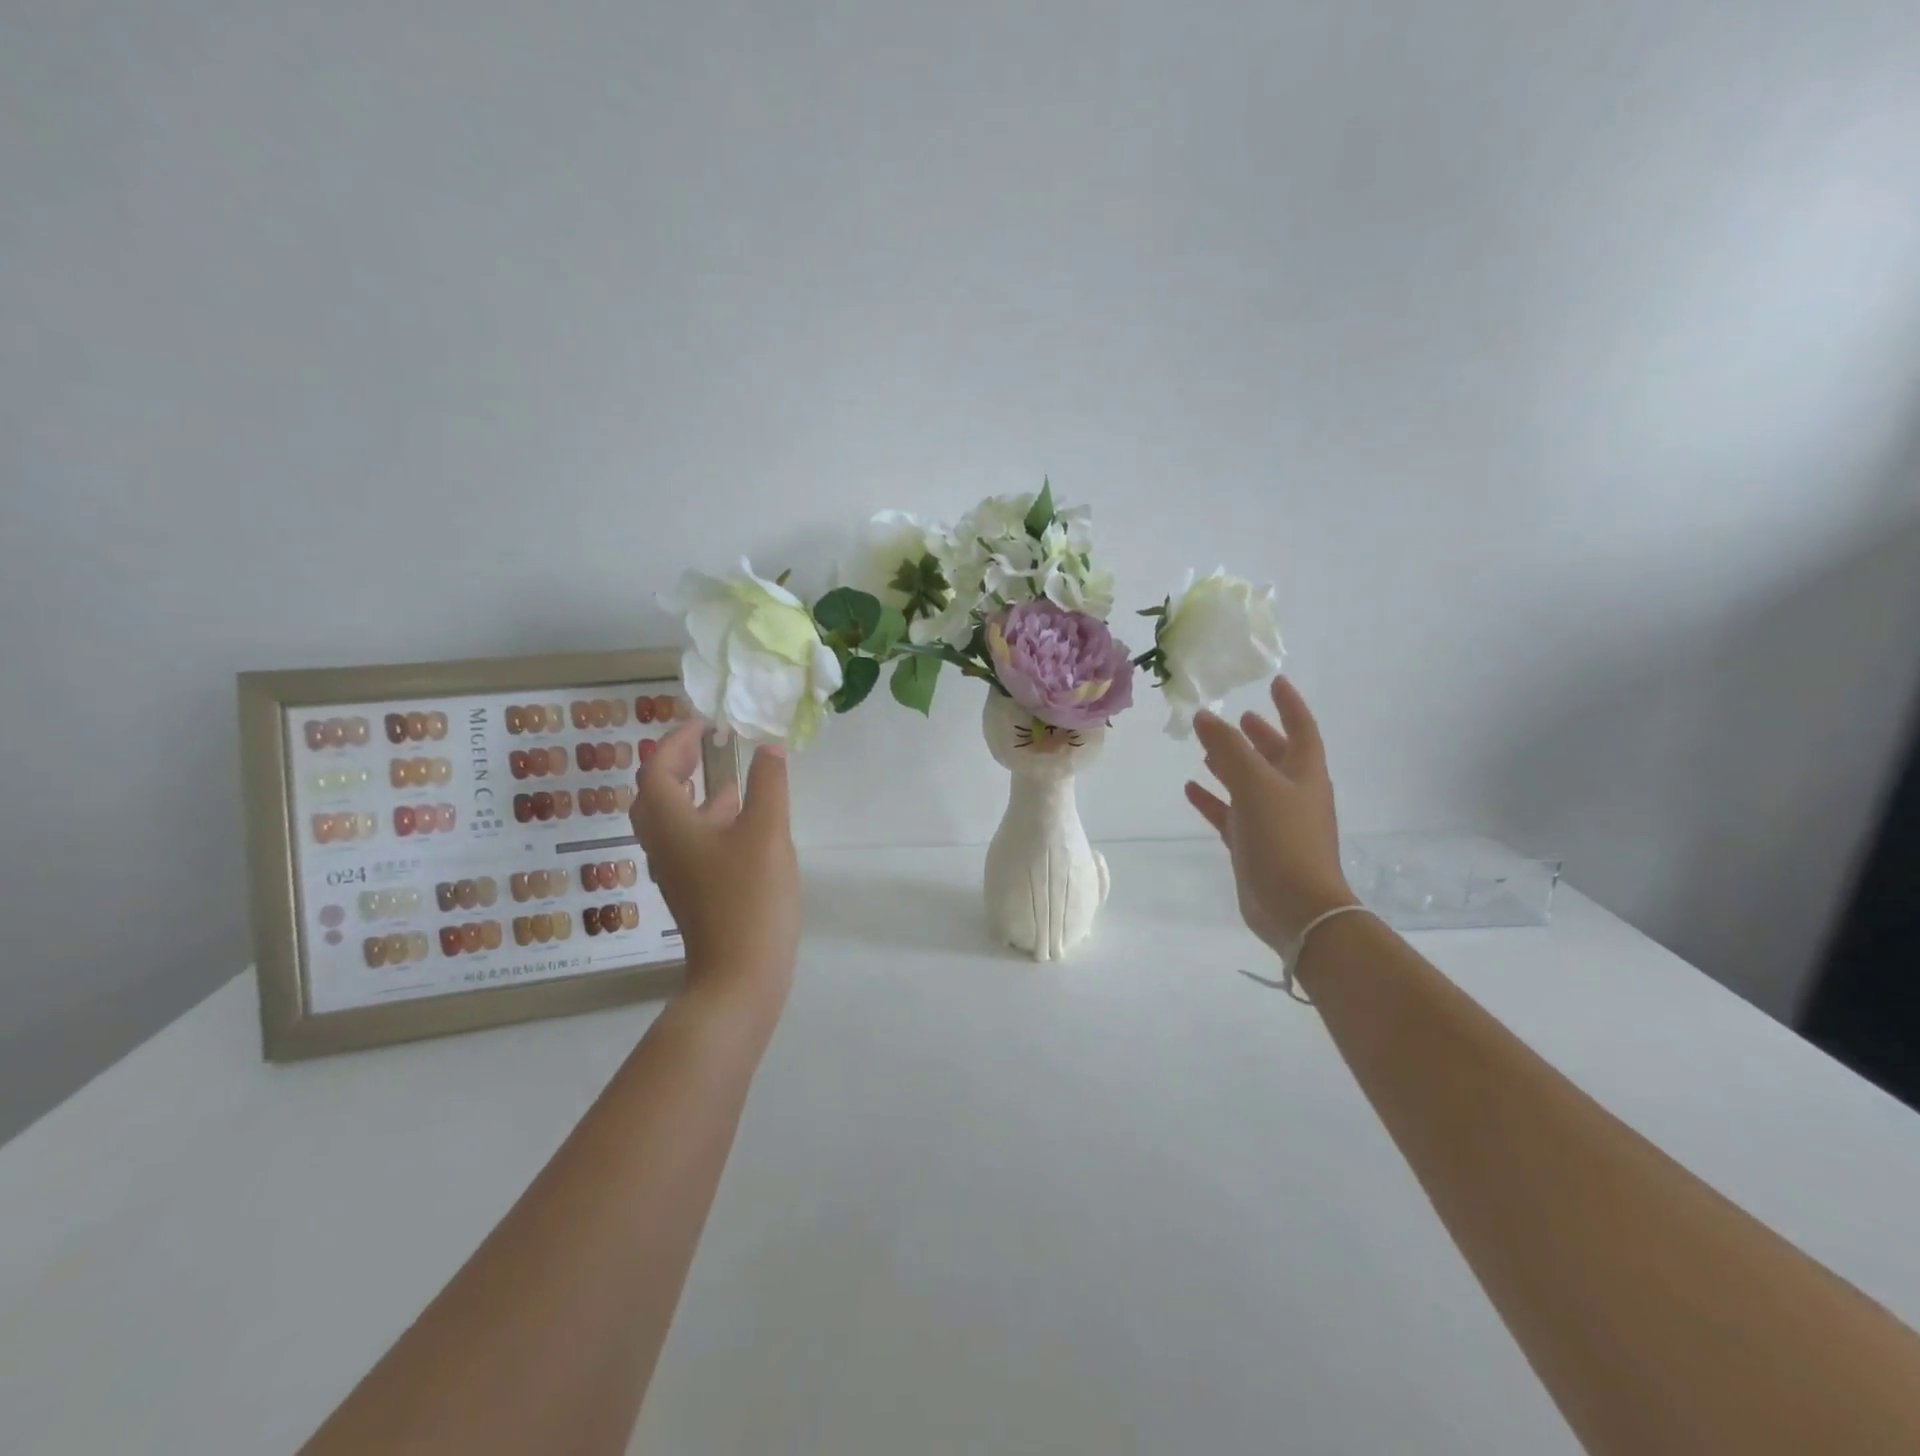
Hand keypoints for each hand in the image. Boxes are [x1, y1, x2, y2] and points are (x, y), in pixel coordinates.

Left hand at [630, 721, 798, 1018]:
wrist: (740, 974)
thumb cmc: (749, 896)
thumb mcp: (766, 831)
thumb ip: (768, 784)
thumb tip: (768, 748)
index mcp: (670, 824)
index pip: (657, 770)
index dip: (676, 741)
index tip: (704, 723)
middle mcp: (663, 845)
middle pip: (656, 795)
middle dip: (677, 765)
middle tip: (707, 746)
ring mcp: (677, 871)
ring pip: (674, 820)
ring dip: (695, 792)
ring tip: (730, 776)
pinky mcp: (694, 891)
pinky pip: (692, 842)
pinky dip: (710, 820)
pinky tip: (745, 822)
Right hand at [1185, 676, 1357, 952]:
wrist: (1295, 906)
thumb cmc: (1284, 837)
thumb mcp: (1255, 784)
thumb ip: (1228, 748)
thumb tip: (1204, 716)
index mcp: (1304, 774)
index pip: (1301, 728)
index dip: (1289, 704)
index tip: (1274, 682)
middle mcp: (1292, 793)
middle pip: (1275, 755)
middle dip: (1257, 736)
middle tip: (1237, 718)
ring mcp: (1273, 821)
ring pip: (1250, 783)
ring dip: (1231, 765)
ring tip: (1205, 749)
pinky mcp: (1254, 845)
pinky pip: (1230, 814)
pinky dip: (1213, 799)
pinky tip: (1191, 788)